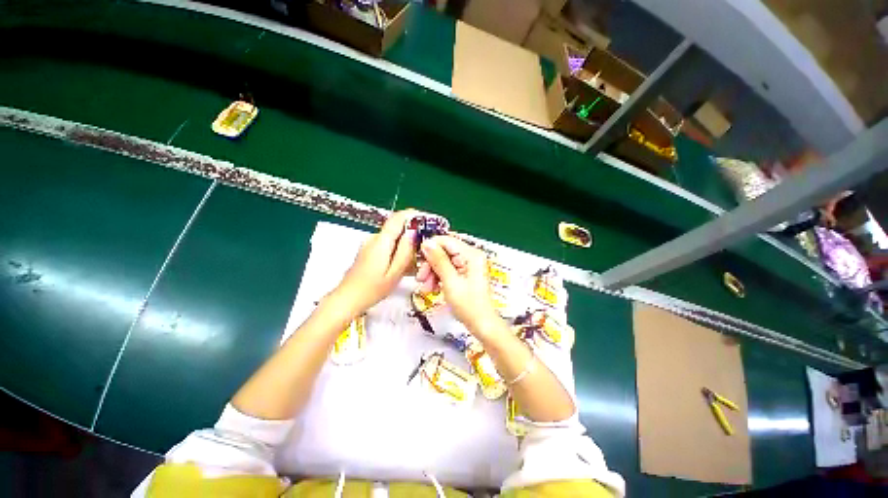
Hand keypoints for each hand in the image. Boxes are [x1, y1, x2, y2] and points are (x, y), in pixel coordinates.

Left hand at [331, 209, 416, 316]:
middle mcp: (374, 238)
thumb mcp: (394, 273)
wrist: (348, 299)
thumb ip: (405, 251)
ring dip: (405, 244)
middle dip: (413, 234)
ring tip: (415, 261)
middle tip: (424, 248)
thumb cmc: (372, 290)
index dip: (414, 215)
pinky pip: (388, 244)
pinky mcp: (369, 250)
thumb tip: (413, 232)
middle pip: (397, 227)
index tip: (427, 221)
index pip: (398, 217)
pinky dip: (398, 250)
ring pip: (394, 237)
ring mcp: (370, 243)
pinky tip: (402, 265)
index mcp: (381, 242)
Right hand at [417, 235, 501, 335]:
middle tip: (421, 279)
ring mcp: (468, 265)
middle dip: (430, 264)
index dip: (431, 247)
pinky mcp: (464, 274)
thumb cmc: (469, 305)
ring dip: (432, 273)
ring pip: (443, 261)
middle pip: (444, 251)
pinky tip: (433, 289)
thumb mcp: (450, 281)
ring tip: (426, 288)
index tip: (419, 260)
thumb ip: (438, 260)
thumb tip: (427, 243)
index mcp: (471, 254)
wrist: (481, 324)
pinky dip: (438, 278)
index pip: (446, 240)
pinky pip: (447, 270)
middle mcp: (470, 256)